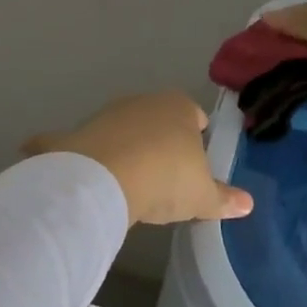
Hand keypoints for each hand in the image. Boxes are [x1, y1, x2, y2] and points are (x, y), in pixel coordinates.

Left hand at [24, 92, 252, 227]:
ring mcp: (103, 116)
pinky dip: (59, 150)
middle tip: (163, 174)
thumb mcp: (202, 196)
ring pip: (117, 129)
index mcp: (177, 108)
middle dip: (158, 140)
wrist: (106, 179)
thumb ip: (223, 198)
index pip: (193, 114)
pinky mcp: (71, 135)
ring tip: (125, 180)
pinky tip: (59, 167)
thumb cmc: (166, 178)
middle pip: (155, 119)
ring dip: (120, 147)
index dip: (196, 134)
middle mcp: (140, 103)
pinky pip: (65, 142)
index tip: (196, 156)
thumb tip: (248, 204)